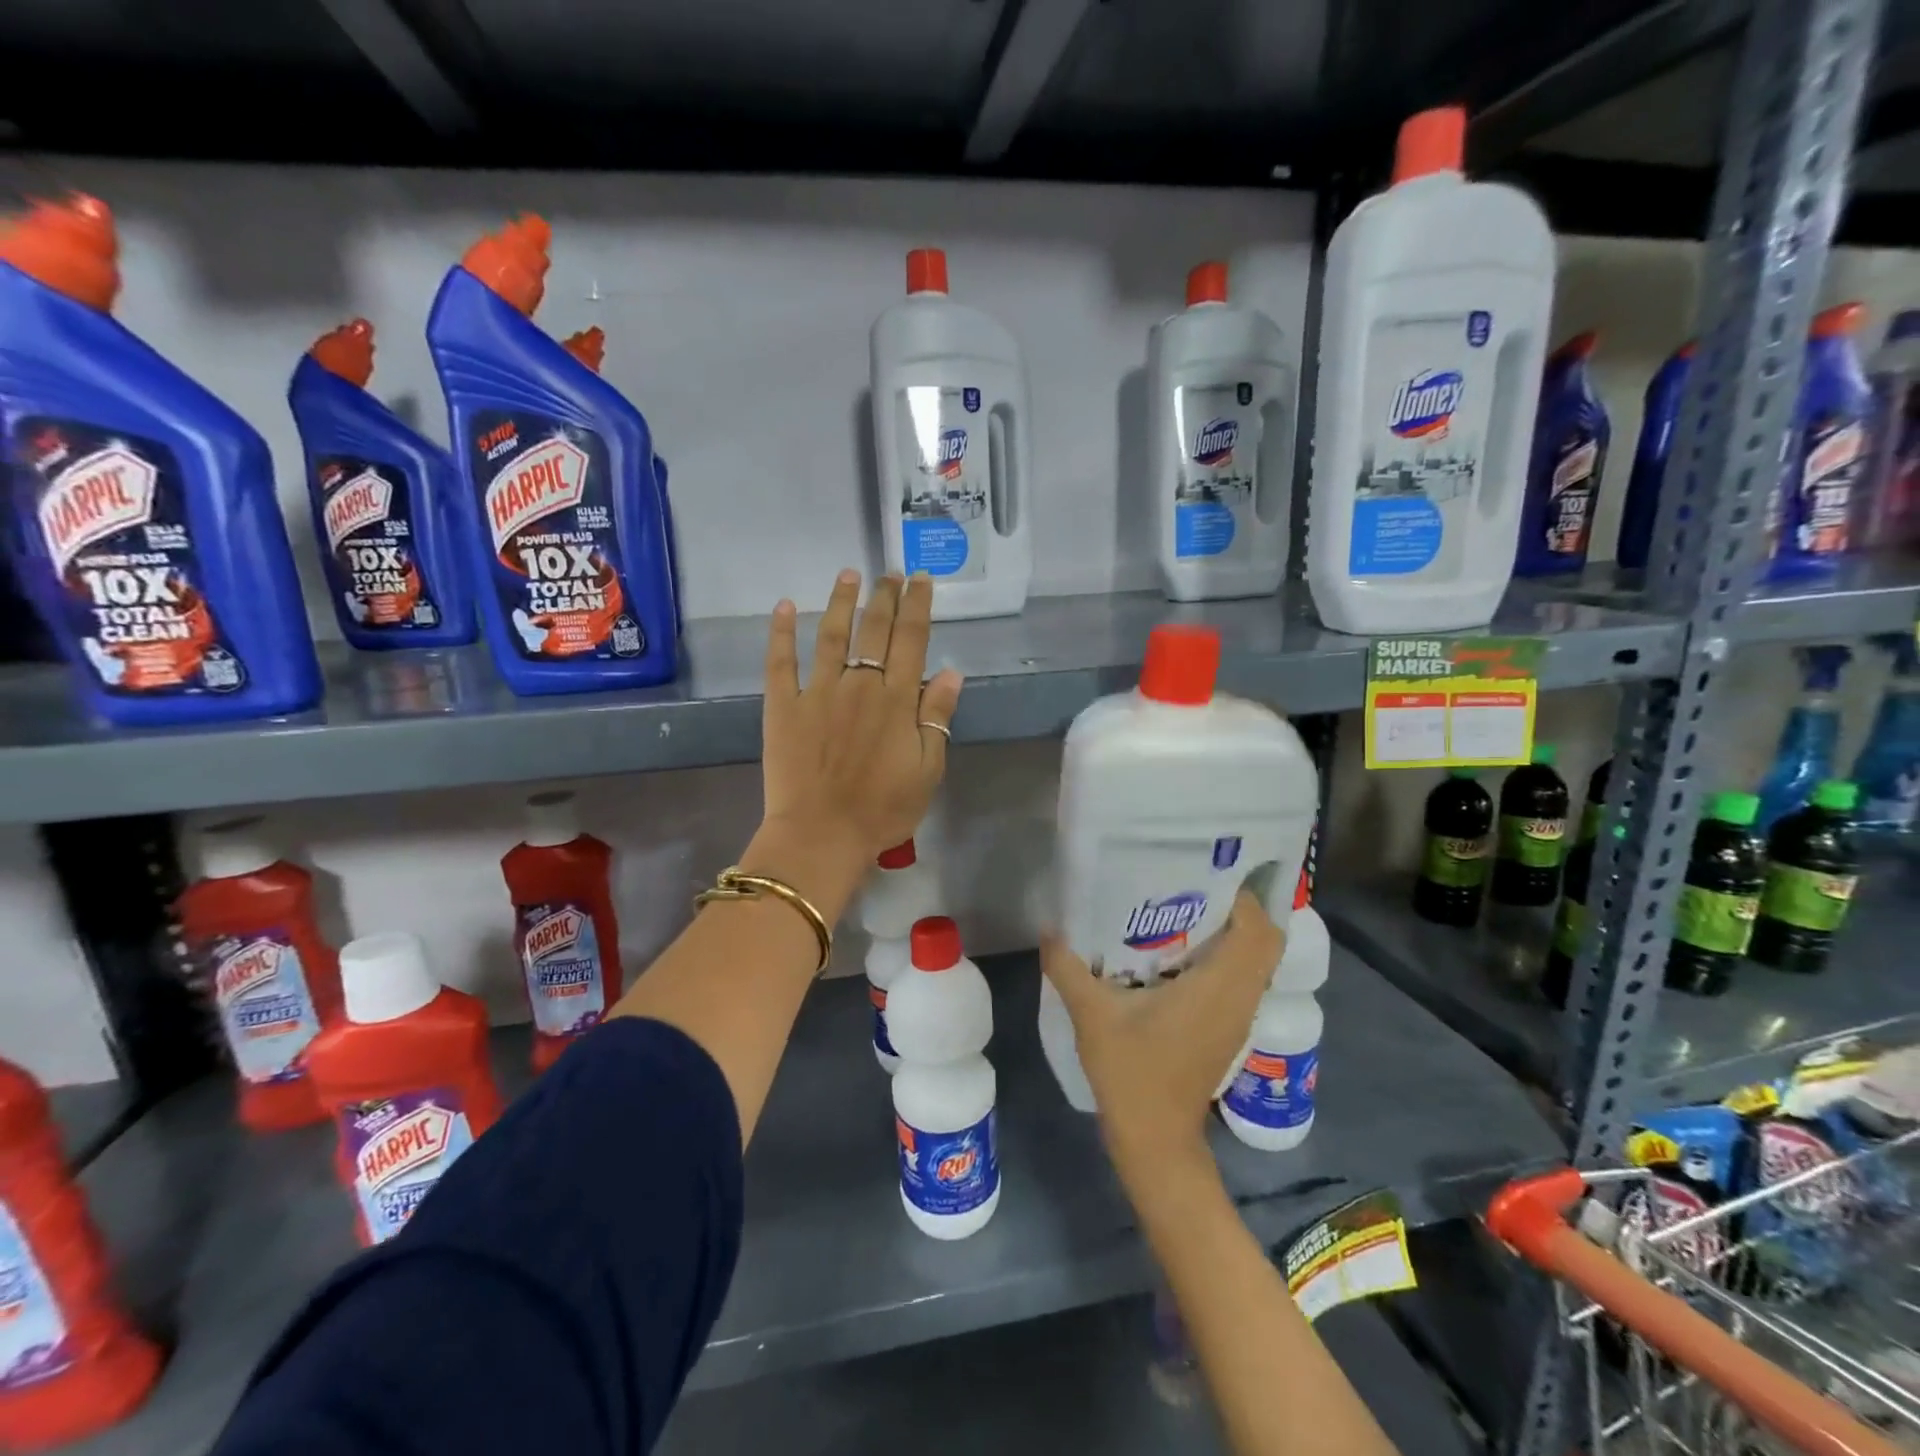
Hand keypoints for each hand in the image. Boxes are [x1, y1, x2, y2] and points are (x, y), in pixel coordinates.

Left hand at [760, 569, 963, 873]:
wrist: (822, 834)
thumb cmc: (883, 809)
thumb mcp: (928, 770)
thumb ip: (937, 718)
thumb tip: (952, 673)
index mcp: (897, 700)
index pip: (912, 640)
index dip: (917, 606)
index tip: (921, 580)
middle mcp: (860, 685)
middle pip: (875, 630)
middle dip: (885, 597)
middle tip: (890, 573)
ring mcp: (818, 692)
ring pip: (831, 635)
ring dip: (841, 601)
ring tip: (849, 574)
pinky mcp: (783, 706)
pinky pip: (781, 661)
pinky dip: (781, 632)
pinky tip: (784, 606)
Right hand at [1041, 891, 1282, 1177]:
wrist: (1155, 1140)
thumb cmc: (1131, 1073)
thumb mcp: (1092, 1015)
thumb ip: (1068, 967)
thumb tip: (1049, 929)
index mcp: (1218, 988)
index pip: (1258, 930)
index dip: (1241, 898)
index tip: (1204, 876)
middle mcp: (1239, 998)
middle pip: (1266, 941)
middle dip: (1237, 910)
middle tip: (1193, 889)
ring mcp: (1239, 1017)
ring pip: (1256, 962)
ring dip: (1232, 935)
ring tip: (1183, 912)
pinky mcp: (1230, 1030)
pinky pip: (1242, 980)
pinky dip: (1225, 960)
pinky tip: (1178, 956)